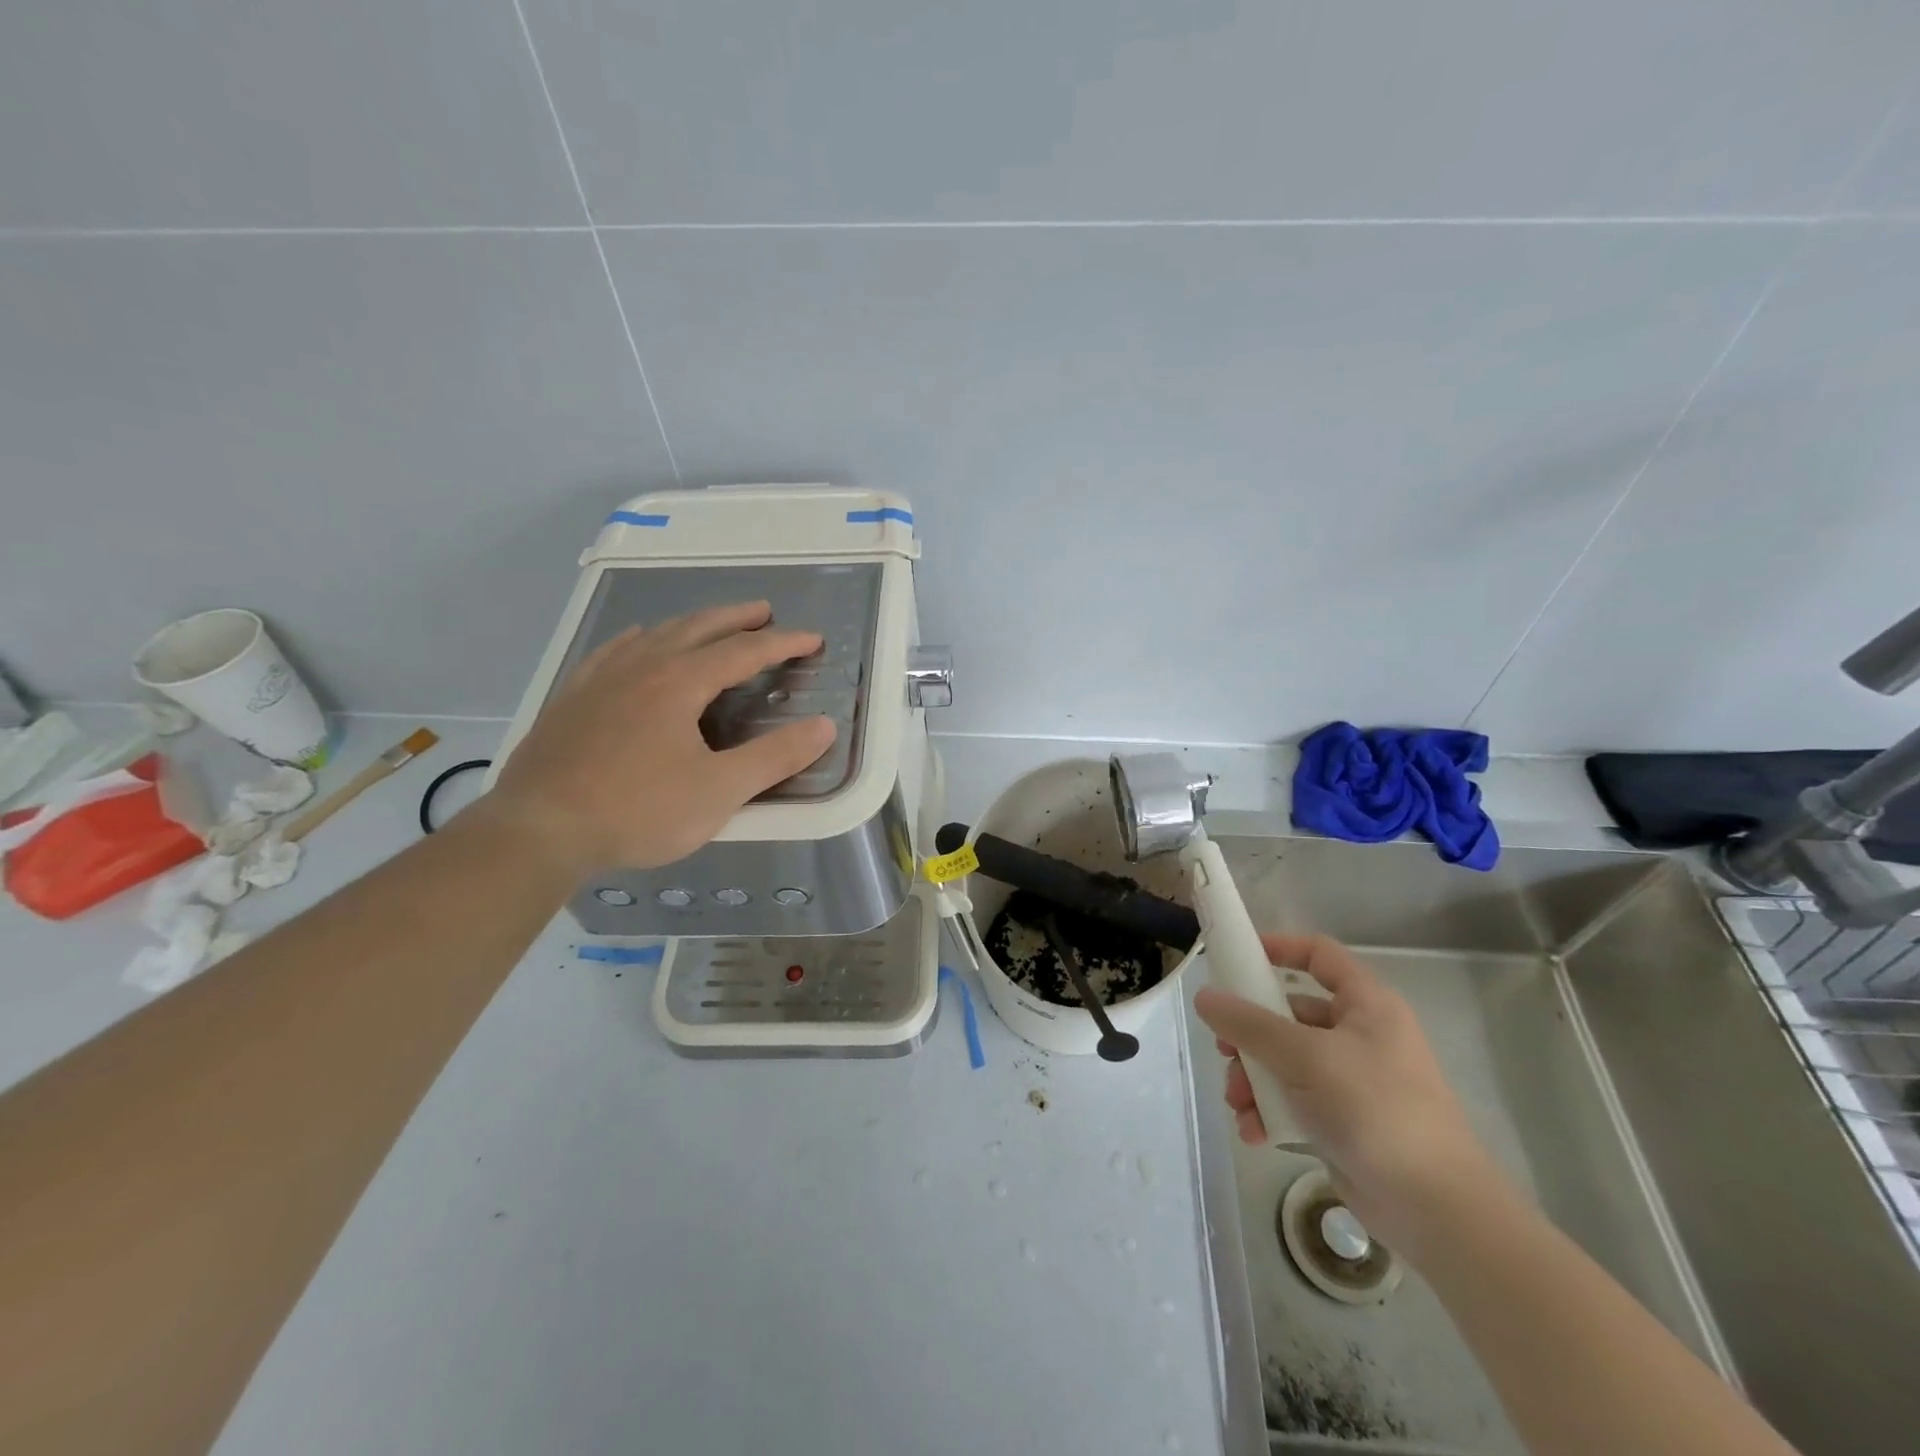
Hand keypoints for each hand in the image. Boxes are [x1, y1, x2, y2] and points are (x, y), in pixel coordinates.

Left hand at [482, 601, 834, 871]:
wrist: (538, 830)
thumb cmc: (638, 811)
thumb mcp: (720, 791)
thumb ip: (776, 757)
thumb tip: (824, 727)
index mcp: (680, 682)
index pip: (743, 651)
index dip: (782, 643)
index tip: (812, 639)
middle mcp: (641, 667)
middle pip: (697, 628)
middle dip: (736, 618)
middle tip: (764, 611)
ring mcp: (600, 679)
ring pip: (655, 634)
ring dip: (691, 624)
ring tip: (710, 624)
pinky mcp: (572, 698)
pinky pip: (612, 651)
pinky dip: (638, 639)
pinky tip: (637, 642)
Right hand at [1194, 934, 1499, 1258]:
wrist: (1436, 1209)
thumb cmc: (1374, 1109)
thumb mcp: (1304, 1057)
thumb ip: (1249, 1024)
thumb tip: (1204, 997)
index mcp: (1366, 1005)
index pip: (1319, 954)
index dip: (1278, 948)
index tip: (1235, 958)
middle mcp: (1360, 1035)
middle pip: (1289, 1013)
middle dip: (1250, 1034)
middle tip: (1224, 1052)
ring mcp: (1352, 1080)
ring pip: (1286, 1060)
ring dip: (1254, 1079)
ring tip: (1238, 1103)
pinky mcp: (1343, 1120)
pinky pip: (1294, 1100)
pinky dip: (1270, 1111)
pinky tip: (1254, 1132)